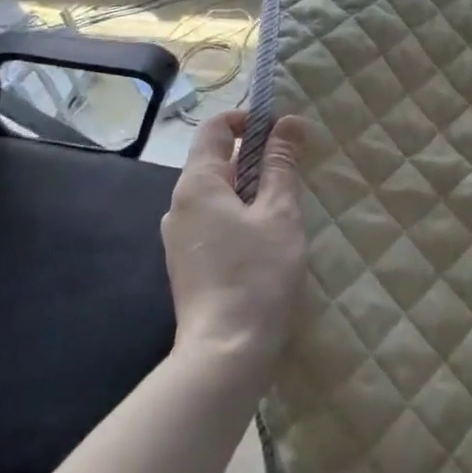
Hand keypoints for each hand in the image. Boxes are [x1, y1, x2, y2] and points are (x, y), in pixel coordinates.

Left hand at [162, 109, 309, 373]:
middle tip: (293, 169)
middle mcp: (178, 205)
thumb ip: (282, 165)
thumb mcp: (279, 213)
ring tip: (285, 205)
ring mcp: (178, 237)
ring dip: (249, 188)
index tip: (282, 131)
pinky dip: (238, 215)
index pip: (215, 128)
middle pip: (215, 161)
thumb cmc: (257, 274)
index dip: (248, 119)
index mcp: (197, 184)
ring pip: (216, 194)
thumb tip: (289, 122)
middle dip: (255, 157)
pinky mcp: (186, 263)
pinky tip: (265, 238)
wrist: (224, 353)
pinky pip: (212, 221)